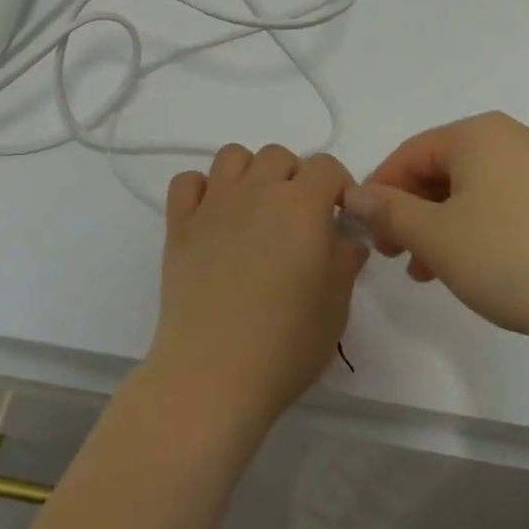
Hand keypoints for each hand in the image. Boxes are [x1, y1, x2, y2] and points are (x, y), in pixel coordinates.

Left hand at [148, 144, 368, 431]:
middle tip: (296, 219)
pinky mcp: (180, 223)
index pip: (327, 166)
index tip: (338, 217)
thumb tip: (348, 236)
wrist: (213, 373)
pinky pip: (187, 181)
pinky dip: (200, 189)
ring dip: (249, 173)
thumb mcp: (336, 307)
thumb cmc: (286, 344)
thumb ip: (345, 260)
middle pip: (278, 155)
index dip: (338, 186)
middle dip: (294, 178)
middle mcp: (257, 190)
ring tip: (255, 210)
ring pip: (233, 156)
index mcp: (301, 205)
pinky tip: (211, 217)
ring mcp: (214, 203)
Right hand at [343, 112, 528, 352]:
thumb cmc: (515, 257)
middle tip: (397, 256)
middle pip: (442, 170)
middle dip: (413, 212)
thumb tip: (351, 194)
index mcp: (477, 133)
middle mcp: (513, 138)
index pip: (409, 153)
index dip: (380, 192)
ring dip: (444, 226)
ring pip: (475, 191)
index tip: (367, 233)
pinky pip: (508, 205)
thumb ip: (388, 211)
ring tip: (432, 272)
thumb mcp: (437, 237)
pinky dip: (481, 230)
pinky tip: (480, 269)